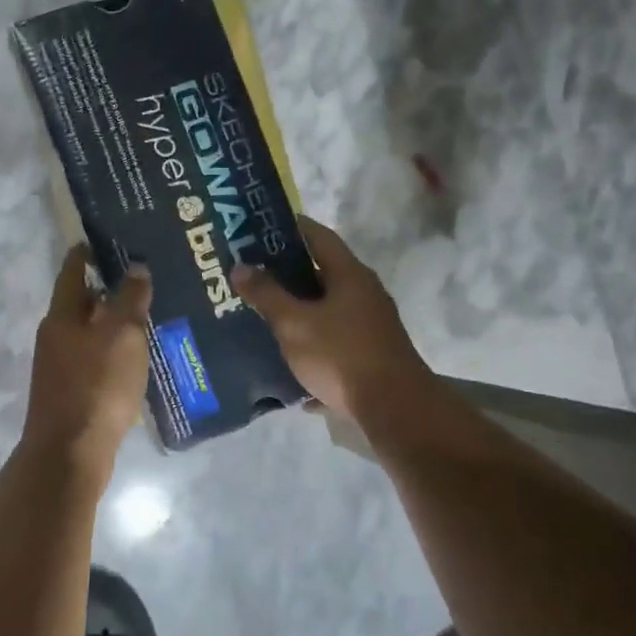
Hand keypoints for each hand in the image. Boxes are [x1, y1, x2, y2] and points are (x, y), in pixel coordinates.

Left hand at [20, 246, 153, 484]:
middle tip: (141, 278)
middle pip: (80, 302)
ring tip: (145, 315)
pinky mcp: (70, 393)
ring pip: (88, 332)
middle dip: (107, 289)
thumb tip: (136, 268)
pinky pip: (93, 359)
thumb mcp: (122, 335)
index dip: (86, 253)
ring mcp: (59, 367)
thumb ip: (130, 299)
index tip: (104, 239)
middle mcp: (55, 336)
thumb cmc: (97, 386)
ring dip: (112, 322)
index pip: (72, 271)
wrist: (70, 454)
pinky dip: (112, 350)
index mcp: (62, 316)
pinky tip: (135, 356)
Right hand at [233, 216, 432, 421]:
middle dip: (285, 271)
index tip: (259, 226)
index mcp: (349, 274)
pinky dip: (309, 336)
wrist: (394, 409)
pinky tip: (285, 351)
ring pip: (325, 306)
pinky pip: (332, 334)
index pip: (318, 236)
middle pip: (320, 271)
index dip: (290, 227)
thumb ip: (267, 294)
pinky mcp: (369, 351)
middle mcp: (364, 292)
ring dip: (296, 306)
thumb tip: (241, 266)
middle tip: (250, 271)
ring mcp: (370, 322)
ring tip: (260, 309)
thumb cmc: (341, 355)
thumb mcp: (295, 323)